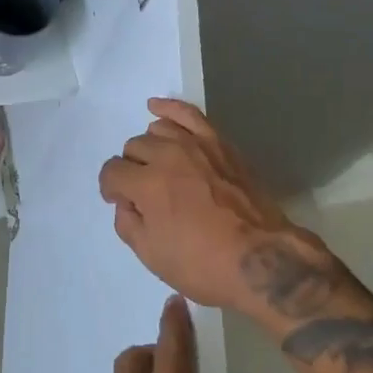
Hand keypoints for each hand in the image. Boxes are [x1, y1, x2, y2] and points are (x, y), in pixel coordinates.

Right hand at [99, 98, 326, 313]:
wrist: (262, 258)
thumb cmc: (204, 264)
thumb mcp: (152, 256)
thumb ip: (128, 224)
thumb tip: (125, 203)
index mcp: (146, 185)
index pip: (112, 173)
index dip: (111, 189)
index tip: (120, 202)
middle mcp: (166, 156)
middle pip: (133, 149)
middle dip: (131, 170)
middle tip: (144, 193)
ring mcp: (195, 145)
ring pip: (157, 131)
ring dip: (149, 147)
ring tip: (156, 165)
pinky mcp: (218, 143)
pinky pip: (188, 114)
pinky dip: (168, 108)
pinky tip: (156, 108)